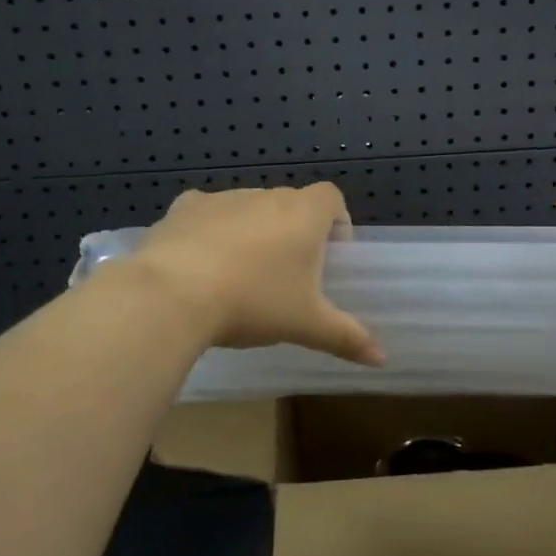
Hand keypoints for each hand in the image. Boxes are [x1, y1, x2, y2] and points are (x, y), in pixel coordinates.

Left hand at [125, 184, 384, 365]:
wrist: (173, 292)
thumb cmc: (254, 302)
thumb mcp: (306, 325)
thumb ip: (346, 337)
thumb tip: (382, 359)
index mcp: (303, 214)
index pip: (332, 197)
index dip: (337, 220)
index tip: (331, 254)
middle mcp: (266, 196)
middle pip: (290, 204)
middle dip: (294, 231)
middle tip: (287, 274)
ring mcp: (223, 198)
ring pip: (249, 209)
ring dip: (253, 231)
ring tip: (242, 274)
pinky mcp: (184, 208)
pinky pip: (207, 213)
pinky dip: (210, 230)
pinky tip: (201, 262)